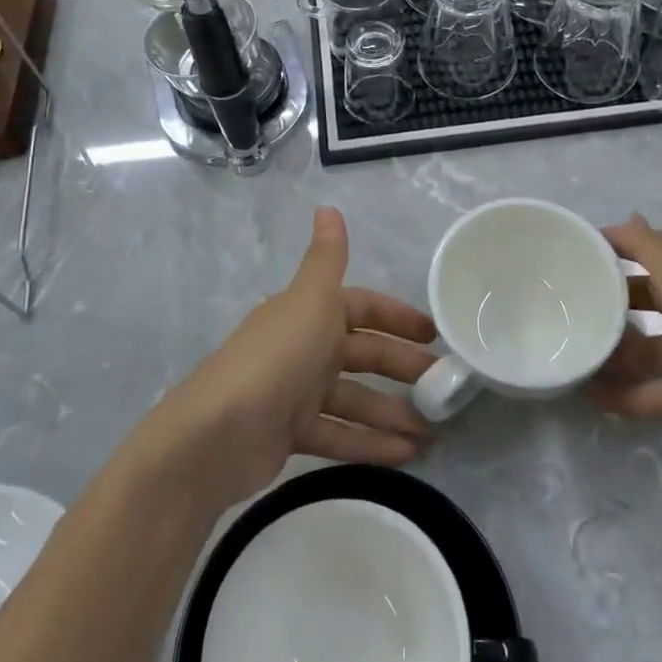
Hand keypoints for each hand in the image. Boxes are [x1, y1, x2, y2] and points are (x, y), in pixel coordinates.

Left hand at [152, 208, 437, 508]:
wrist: (217, 434)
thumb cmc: (276, 358)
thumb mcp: (310, 301)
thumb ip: (327, 259)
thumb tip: (328, 206)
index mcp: (310, 313)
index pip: (363, 309)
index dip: (398, 318)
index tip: (435, 336)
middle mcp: (304, 347)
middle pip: (364, 355)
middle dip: (403, 370)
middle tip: (445, 390)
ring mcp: (296, 392)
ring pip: (355, 399)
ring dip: (392, 413)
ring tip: (433, 433)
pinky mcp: (291, 434)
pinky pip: (340, 434)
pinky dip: (371, 443)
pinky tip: (407, 456)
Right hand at [591, 215, 661, 488]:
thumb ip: (651, 249)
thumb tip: (628, 217)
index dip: (624, 243)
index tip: (580, 249)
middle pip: (656, 294)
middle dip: (617, 297)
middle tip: (574, 300)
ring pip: (654, 344)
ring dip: (620, 349)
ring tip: (578, 352)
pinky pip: (659, 387)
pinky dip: (631, 392)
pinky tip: (595, 396)